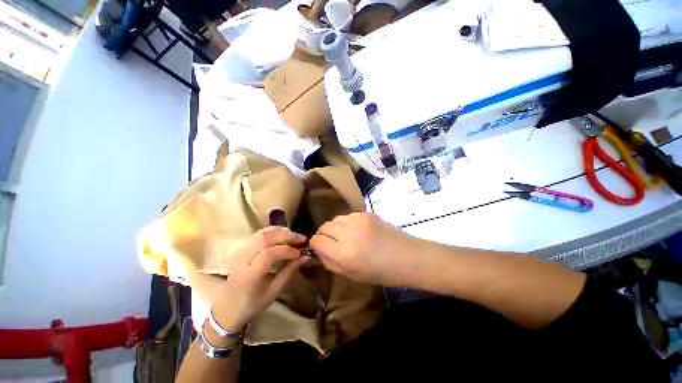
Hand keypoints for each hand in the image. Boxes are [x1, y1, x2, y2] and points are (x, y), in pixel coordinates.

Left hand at [212, 227, 308, 333]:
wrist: (229, 306)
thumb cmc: (253, 303)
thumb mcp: (274, 291)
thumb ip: (289, 271)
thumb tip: (305, 256)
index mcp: (249, 275)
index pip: (268, 254)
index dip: (286, 250)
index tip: (300, 252)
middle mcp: (242, 259)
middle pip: (265, 238)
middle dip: (286, 236)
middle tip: (301, 239)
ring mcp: (240, 251)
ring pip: (262, 233)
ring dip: (281, 231)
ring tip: (294, 236)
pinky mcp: (242, 247)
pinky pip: (260, 234)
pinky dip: (274, 232)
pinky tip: (284, 235)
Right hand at [309, 212, 420, 285]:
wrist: (407, 256)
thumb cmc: (381, 272)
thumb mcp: (352, 275)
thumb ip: (330, 262)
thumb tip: (318, 250)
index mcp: (344, 253)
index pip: (317, 241)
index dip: (315, 244)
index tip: (319, 248)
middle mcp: (349, 233)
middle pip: (324, 226)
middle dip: (323, 235)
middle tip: (331, 243)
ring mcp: (358, 220)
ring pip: (335, 219)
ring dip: (335, 228)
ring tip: (345, 236)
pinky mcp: (367, 213)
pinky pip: (348, 216)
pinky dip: (347, 223)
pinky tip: (357, 231)